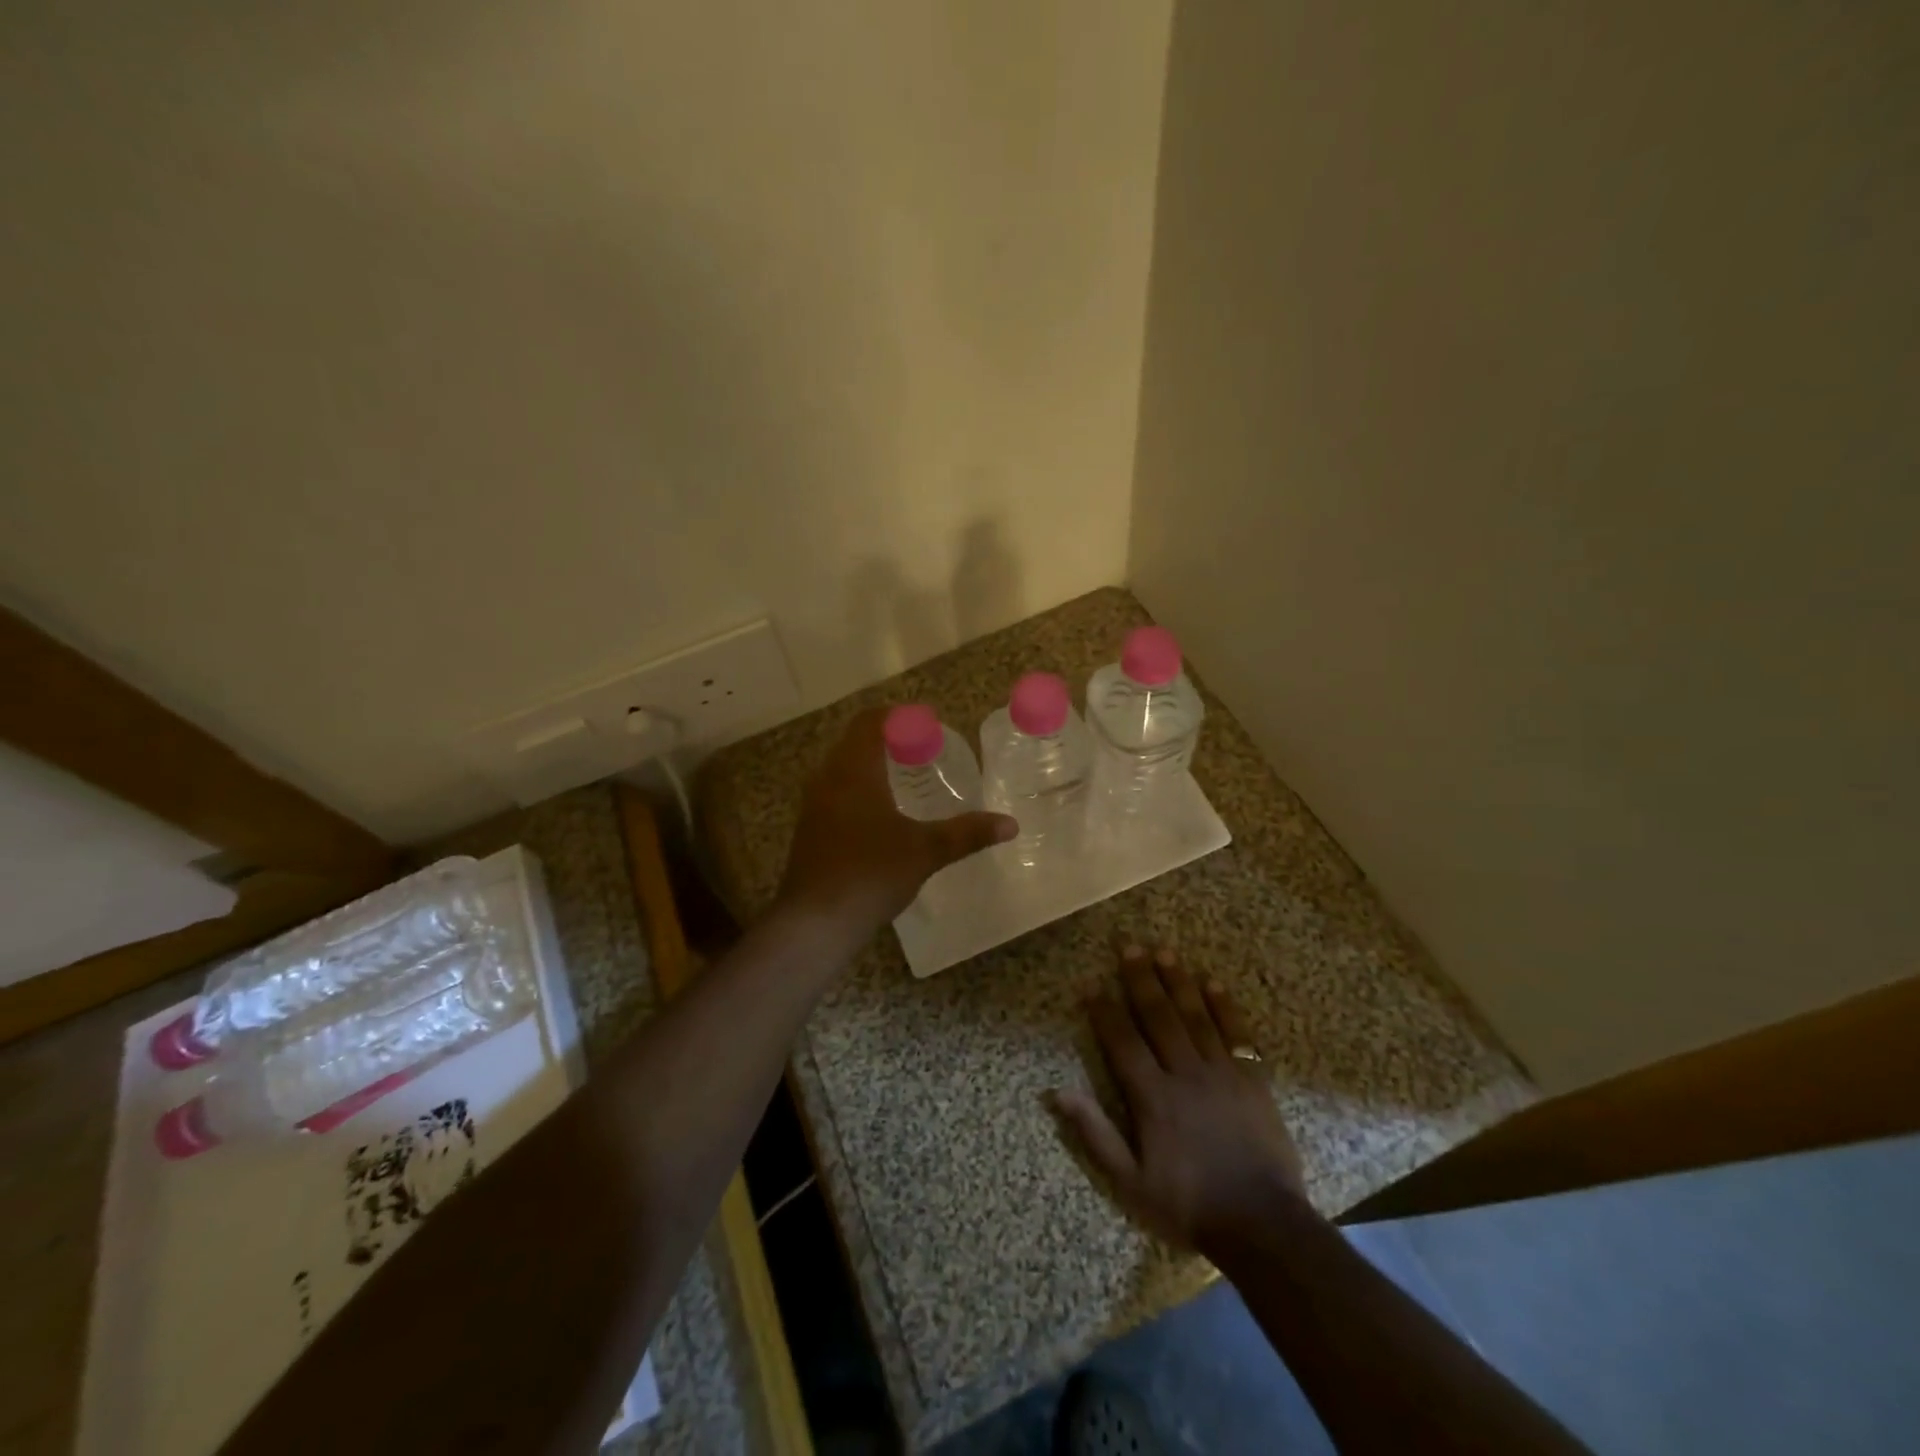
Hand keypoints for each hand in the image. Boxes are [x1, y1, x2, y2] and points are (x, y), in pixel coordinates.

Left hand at [777, 708, 1015, 936]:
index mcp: (854, 771)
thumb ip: (967, 833)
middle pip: (855, 742)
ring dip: (871, 765)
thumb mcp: (925, 851)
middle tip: (923, 750)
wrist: (814, 923)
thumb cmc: (870, 874)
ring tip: (906, 778)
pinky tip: (881, 815)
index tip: (927, 723)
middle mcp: (828, 779)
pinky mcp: (809, 830)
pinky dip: (859, 789)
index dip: (898, 716)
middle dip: (888, 740)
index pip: (870, 722)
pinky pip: (835, 792)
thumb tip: (1009, 824)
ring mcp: (813, 805)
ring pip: (843, 768)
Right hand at [1052, 944, 1307, 1252]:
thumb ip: (1095, 1133)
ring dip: (1178, 981)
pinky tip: (1213, 983)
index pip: (1122, 1042)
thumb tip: (1057, 1092)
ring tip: (1164, 951)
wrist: (1263, 1226)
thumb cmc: (1189, 1204)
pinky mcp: (1253, 1080)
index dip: (1104, 1011)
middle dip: (1141, 980)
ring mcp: (1223, 1073)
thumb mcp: (1130, 1182)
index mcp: (1153, 1097)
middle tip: (1129, 946)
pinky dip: (1224, 1007)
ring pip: (1195, 1016)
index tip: (1090, 984)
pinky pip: (1237, 1034)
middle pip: (1159, 1017)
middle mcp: (1185, 1073)